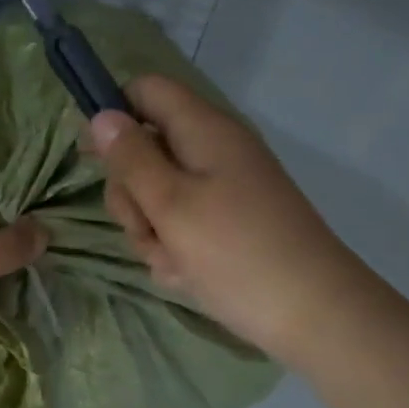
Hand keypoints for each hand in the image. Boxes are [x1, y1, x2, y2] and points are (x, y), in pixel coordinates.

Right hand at [87, 76, 351, 357]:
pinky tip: (188, 274)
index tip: (93, 157)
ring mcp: (223, 188)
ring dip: (150, 228)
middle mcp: (214, 150)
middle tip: (146, 226)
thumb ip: (130, 158)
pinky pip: (182, 222)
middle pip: (145, 148)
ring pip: (158, 193)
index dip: (114, 114)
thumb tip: (101, 114)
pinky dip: (175, 247)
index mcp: (204, 130)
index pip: (146, 91)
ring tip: (173, 260)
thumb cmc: (237, 254)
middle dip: (131, 192)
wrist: (316, 316)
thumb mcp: (170, 204)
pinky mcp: (229, 222)